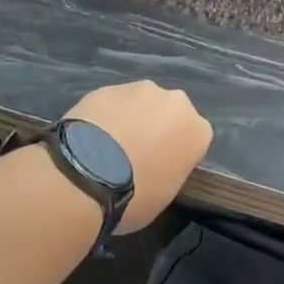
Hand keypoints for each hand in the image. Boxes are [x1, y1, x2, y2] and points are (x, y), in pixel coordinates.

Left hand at [64, 81, 212, 232]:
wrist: (86, 176)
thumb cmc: (135, 196)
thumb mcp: (165, 195)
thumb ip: (170, 170)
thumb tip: (156, 164)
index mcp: (198, 130)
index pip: (195, 139)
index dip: (177, 154)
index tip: (161, 169)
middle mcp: (176, 102)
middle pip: (170, 114)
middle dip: (157, 128)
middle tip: (135, 155)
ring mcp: (140, 90)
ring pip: (140, 103)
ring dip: (131, 118)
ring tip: (107, 147)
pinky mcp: (107, 88)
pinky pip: (112, 103)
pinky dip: (105, 116)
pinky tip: (88, 138)